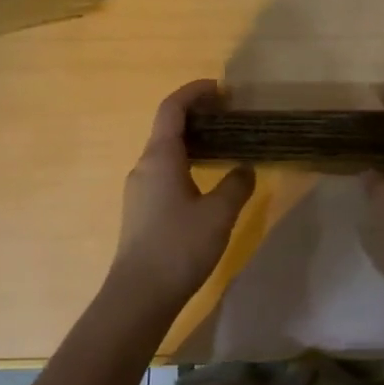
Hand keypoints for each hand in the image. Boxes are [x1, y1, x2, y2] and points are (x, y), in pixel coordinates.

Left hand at [105, 80, 255, 315]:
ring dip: (192, 141)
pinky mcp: (140, 210)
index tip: (221, 88)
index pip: (173, 108)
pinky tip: (206, 181)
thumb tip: (245, 168)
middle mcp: (144, 166)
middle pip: (167, 127)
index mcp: (160, 157)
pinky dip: (185, 162)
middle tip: (230, 116)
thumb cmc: (179, 246)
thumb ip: (236, 185)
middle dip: (197, 115)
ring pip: (165, 152)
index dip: (194, 92)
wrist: (138, 296)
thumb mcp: (219, 214)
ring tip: (223, 146)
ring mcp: (139, 189)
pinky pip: (163, 172)